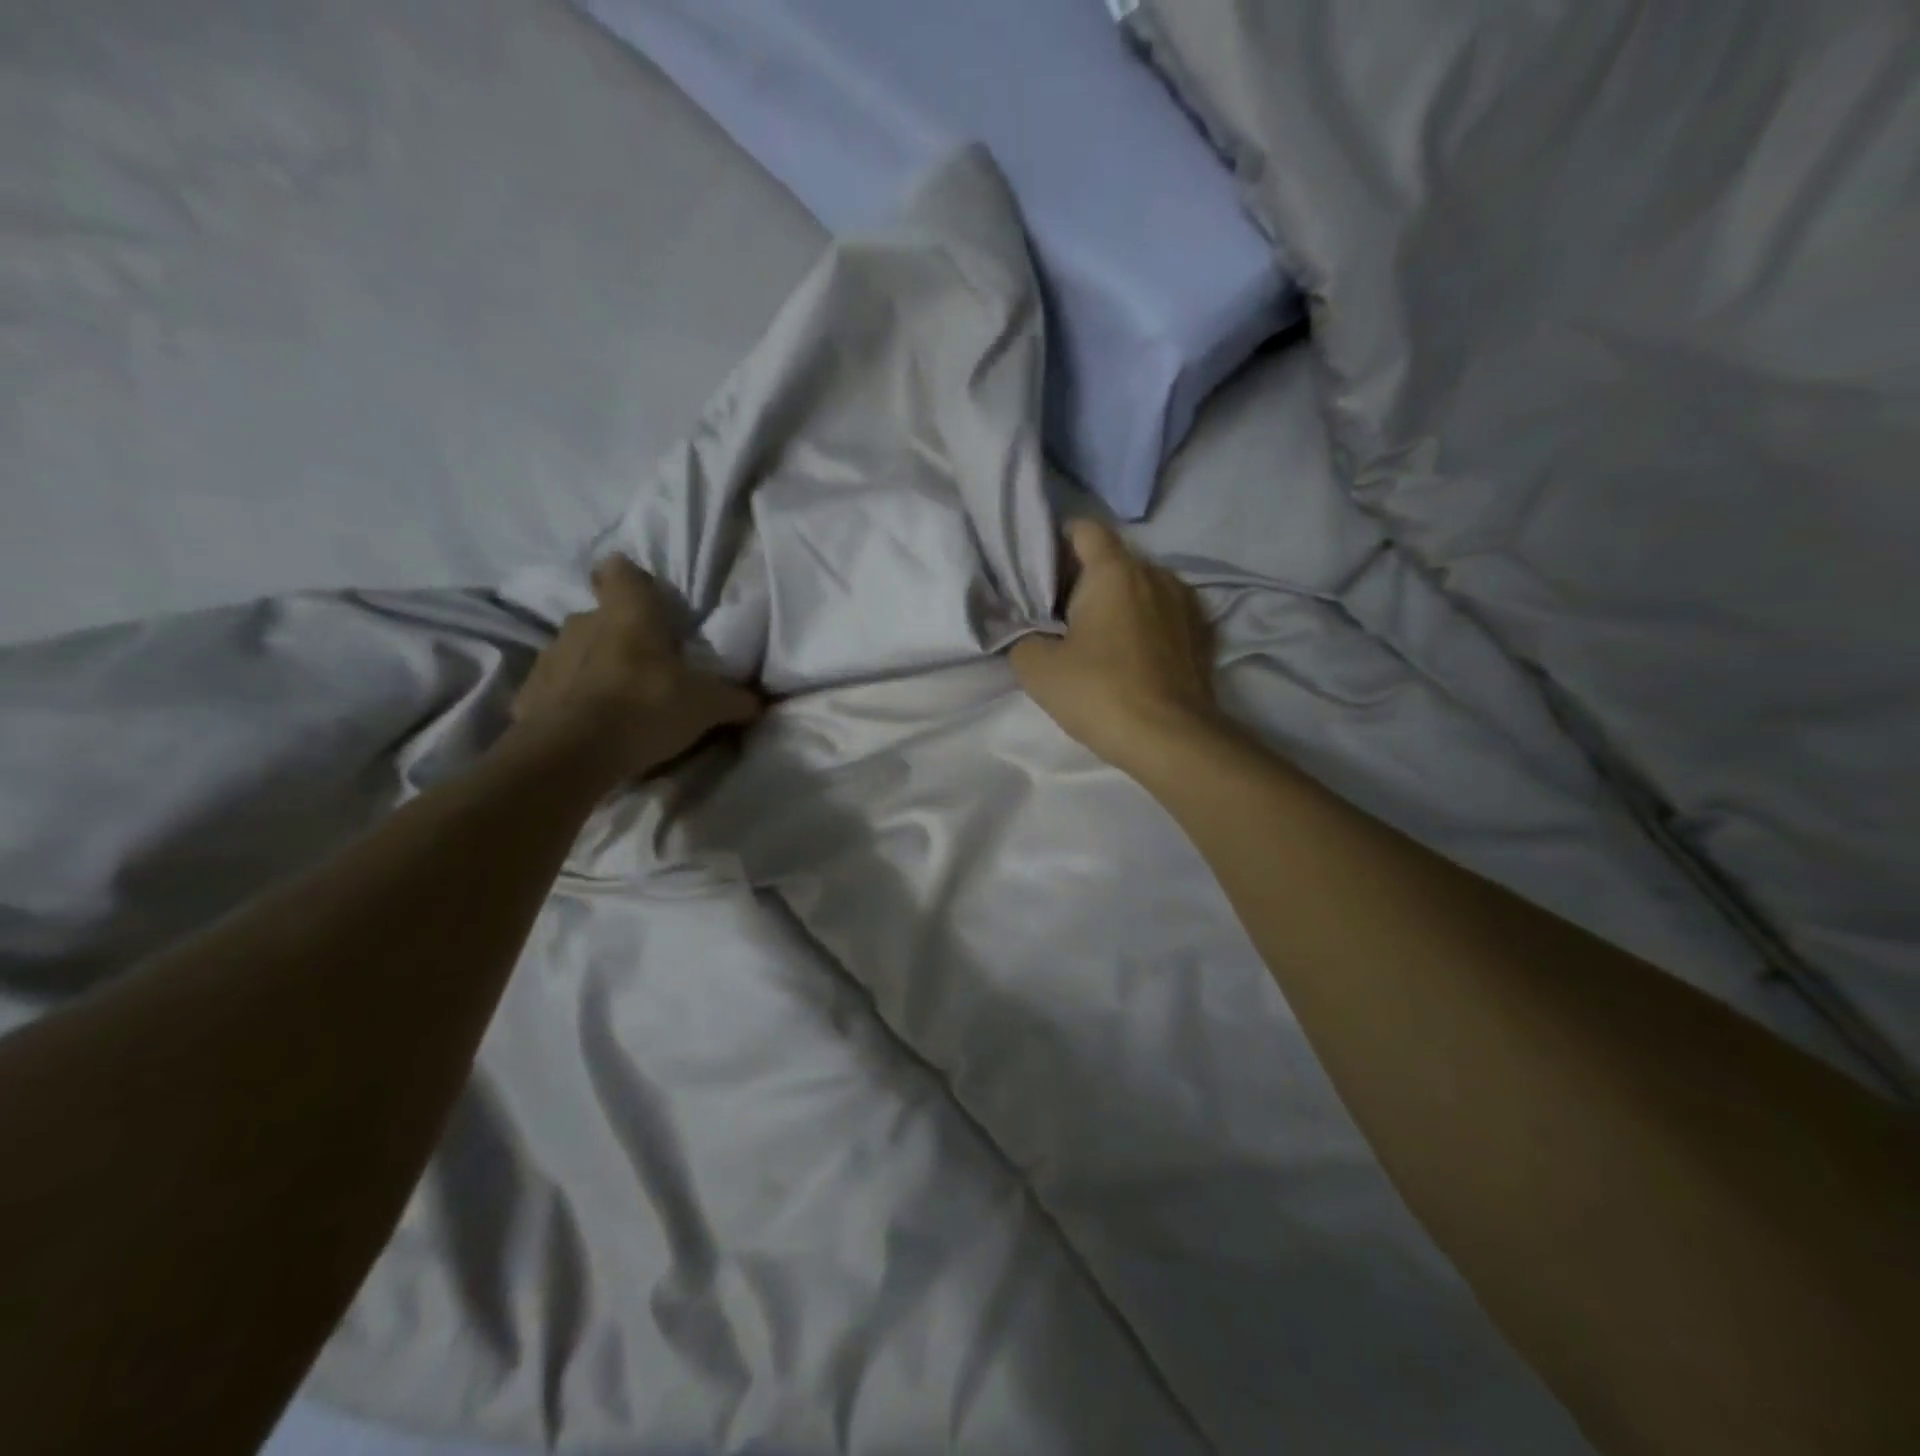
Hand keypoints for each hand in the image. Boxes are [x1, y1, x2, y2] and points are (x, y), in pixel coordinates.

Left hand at [509, 555, 759, 783]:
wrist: (572, 753)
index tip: (645, 599)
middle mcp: (583, 623)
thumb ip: (734, 699)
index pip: (621, 571)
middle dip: (621, 636)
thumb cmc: (647, 706)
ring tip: (618, 702)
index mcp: (628, 613)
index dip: (631, 580)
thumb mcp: (707, 705)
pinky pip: (556, 690)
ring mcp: (550, 658)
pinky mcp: (528, 695)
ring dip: (595, 669)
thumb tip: (757, 701)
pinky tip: (590, 727)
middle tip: (647, 666)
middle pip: (601, 617)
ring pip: (577, 652)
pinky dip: (571, 702)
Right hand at [1009, 519, 1222, 772]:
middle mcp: (1155, 574)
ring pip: (1142, 587)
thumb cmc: (1099, 693)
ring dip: (1119, 602)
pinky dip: (1146, 623)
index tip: (1042, 572)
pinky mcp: (1202, 634)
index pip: (1084, 529)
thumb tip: (1032, 632)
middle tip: (1059, 614)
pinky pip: (1164, 614)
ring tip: (1098, 637)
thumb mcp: (1037, 668)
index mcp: (1114, 571)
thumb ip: (1024, 636)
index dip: (1058, 542)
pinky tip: (1132, 655)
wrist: (1170, 739)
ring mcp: (1185, 603)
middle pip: (1113, 560)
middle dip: (1085, 579)